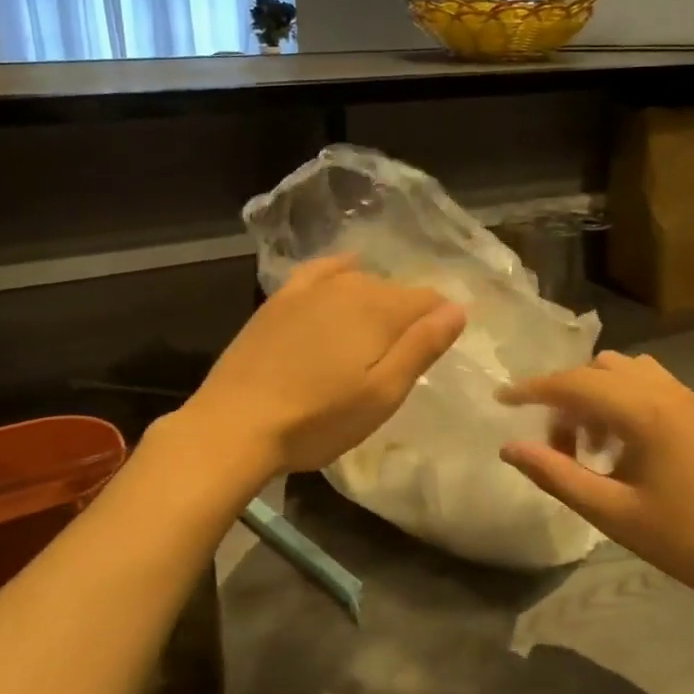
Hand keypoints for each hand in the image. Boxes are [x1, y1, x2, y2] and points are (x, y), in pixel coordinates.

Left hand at [188, 255, 466, 475]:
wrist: (236, 423)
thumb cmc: (318, 419)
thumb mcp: (383, 394)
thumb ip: (422, 347)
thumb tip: (457, 308)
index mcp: (380, 310)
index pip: (428, 301)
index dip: (439, 323)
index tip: (434, 352)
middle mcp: (349, 287)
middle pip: (395, 292)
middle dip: (407, 316)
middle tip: (400, 358)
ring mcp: (310, 289)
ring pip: (360, 283)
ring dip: (376, 302)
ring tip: (373, 336)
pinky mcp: (280, 299)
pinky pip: (321, 271)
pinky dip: (340, 270)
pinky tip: (345, 271)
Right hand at [498, 352, 693, 602]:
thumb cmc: (675, 537)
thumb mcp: (607, 510)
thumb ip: (554, 474)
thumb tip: (508, 447)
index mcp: (643, 412)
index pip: (574, 384)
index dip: (532, 389)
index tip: (500, 399)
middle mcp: (663, 390)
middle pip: (594, 371)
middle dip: (563, 397)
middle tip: (554, 445)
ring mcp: (681, 394)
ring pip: (618, 370)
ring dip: (591, 393)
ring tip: (587, 442)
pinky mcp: (691, 406)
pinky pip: (642, 379)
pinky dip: (617, 394)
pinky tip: (616, 437)